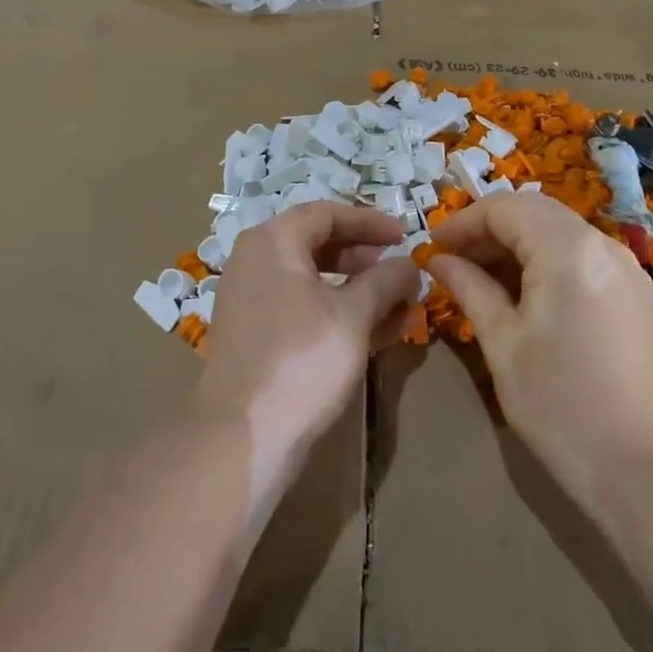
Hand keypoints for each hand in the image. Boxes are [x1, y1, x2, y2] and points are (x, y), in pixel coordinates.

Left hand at [195, 203, 420, 485]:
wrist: (242, 437)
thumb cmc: (301, 360)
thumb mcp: (353, 316)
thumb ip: (385, 281)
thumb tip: (409, 264)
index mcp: (273, 242)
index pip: (326, 214)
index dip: (370, 222)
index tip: (405, 234)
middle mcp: (256, 262)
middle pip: (318, 245)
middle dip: (366, 259)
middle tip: (400, 273)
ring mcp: (252, 301)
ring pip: (313, 282)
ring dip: (358, 291)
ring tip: (399, 309)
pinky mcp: (256, 336)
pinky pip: (302, 309)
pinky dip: (337, 314)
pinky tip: (376, 335)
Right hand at [429, 194, 652, 507]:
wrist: (642, 470)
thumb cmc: (559, 404)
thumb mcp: (502, 343)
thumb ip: (469, 288)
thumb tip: (439, 260)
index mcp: (568, 249)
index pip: (505, 209)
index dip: (463, 222)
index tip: (432, 247)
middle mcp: (603, 244)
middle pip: (535, 211)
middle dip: (489, 228)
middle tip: (453, 259)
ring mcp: (626, 267)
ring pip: (559, 230)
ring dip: (517, 242)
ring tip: (480, 277)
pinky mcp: (635, 292)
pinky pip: (581, 255)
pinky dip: (546, 259)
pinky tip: (523, 292)